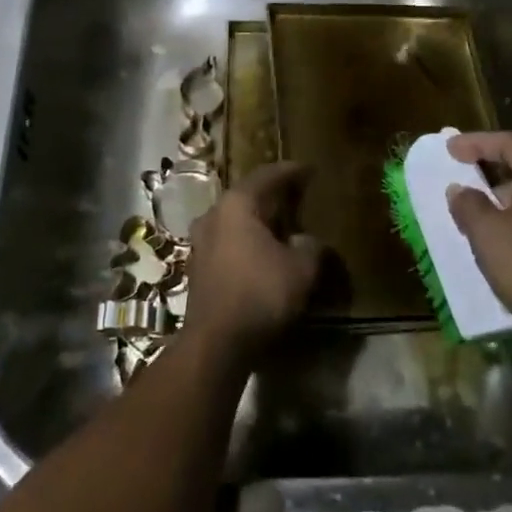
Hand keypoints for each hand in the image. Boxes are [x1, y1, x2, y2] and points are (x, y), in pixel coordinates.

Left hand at [182, 161, 320, 357]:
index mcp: (238, 204)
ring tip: (283, 223)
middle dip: (273, 195)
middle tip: (298, 194)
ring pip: (236, 219)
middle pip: (248, 195)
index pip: (268, 176)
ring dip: (259, 219)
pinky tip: (264, 251)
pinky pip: (229, 240)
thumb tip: (309, 241)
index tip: (309, 169)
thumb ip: (311, 248)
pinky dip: (248, 240)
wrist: (215, 342)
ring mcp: (202, 241)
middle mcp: (214, 214)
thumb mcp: (301, 270)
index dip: (291, 171)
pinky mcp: (199, 266)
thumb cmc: (260, 293)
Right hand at [445, 132, 511, 357]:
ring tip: (470, 220)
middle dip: (488, 174)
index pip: (510, 144)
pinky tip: (495, 250)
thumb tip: (459, 190)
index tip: (449, 149)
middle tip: (459, 181)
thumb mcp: (489, 234)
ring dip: (499, 206)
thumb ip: (469, 206)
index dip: (477, 142)